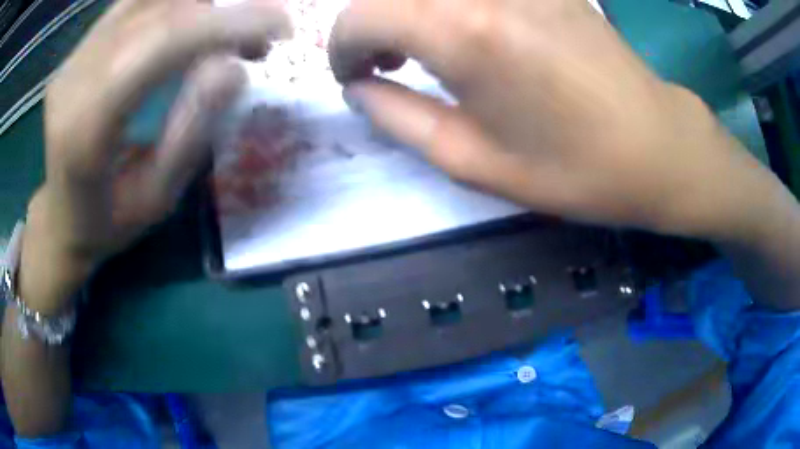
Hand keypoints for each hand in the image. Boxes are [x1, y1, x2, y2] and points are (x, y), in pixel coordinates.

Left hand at [22, 0, 290, 311]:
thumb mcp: (156, 198)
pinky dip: (173, 4)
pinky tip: (194, 20)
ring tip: (229, 28)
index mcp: (87, 127)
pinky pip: (134, 2)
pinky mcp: (79, 48)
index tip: (281, 26)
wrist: (59, 216)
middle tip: (263, 33)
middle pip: (159, 12)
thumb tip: (234, 68)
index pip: (161, 44)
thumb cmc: (107, 221)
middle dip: (223, 11)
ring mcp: (75, 57)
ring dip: (199, 4)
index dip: (225, 23)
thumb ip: (191, 133)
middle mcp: (75, 78)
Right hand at [331, 0, 777, 239]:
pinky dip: (447, 4)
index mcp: (463, 34)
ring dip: (407, 11)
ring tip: (423, 47)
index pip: (360, 15)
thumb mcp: (473, 161)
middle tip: (384, 64)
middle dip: (368, 25)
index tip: (353, 78)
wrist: (656, 145)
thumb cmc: (574, 168)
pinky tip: (467, 29)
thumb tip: (358, 89)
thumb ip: (398, 118)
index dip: (341, 48)